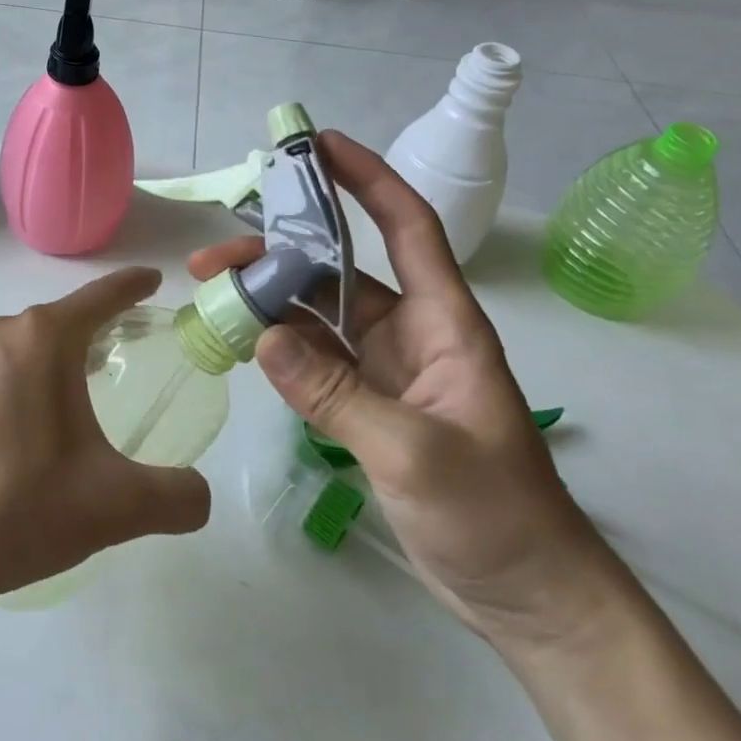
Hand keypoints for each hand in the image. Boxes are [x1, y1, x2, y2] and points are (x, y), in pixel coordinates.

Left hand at [0, 268, 211, 608]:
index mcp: (41, 339)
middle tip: (131, 348)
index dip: (132, 286)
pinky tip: (31, 436)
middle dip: (99, 328)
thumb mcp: (112, 506)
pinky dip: (26, 388)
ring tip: (84, 397)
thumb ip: (175, 498)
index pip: (100, 297)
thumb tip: (201, 498)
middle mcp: (0, 337)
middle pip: (63, 320)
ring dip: (59, 361)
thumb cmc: (14, 507)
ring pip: (27, 349)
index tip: (154, 278)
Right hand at [189, 132, 622, 648]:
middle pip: (338, 270)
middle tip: (213, 259)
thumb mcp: (415, 453)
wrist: (527, 595)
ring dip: (269, 301)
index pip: (408, 227)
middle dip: (279, 253)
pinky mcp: (368, 404)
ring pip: (318, 314)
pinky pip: (314, 359)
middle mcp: (411, 332)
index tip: (320, 146)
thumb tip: (262, 337)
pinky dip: (278, 347)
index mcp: (444, 323)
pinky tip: (241, 343)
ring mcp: (386, 369)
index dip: (368, 178)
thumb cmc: (496, 515)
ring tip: (213, 297)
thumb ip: (336, 394)